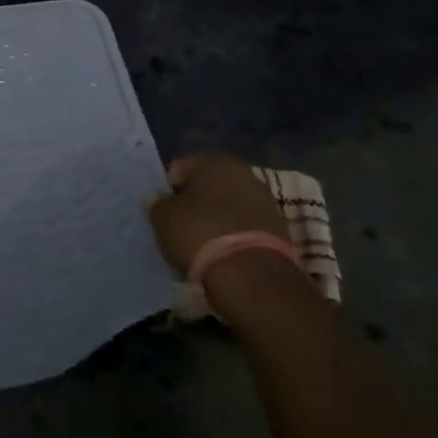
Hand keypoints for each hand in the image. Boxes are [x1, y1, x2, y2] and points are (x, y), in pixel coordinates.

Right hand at [148, 152, 290, 276]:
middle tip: (181, 225)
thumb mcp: (163, 218)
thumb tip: (158, 199)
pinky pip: (246, 226)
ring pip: (230, 205)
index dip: (168, 189)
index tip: (163, 211)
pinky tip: (223, 252)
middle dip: (196, 202)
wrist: (252, 276)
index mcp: (213, 161)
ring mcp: (265, 201)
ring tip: (202, 242)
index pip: (181, 168)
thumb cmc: (199, 233)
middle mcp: (243, 173)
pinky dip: (234, 234)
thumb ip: (158, 204)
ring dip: (216, 218)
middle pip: (209, 185)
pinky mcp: (279, 229)